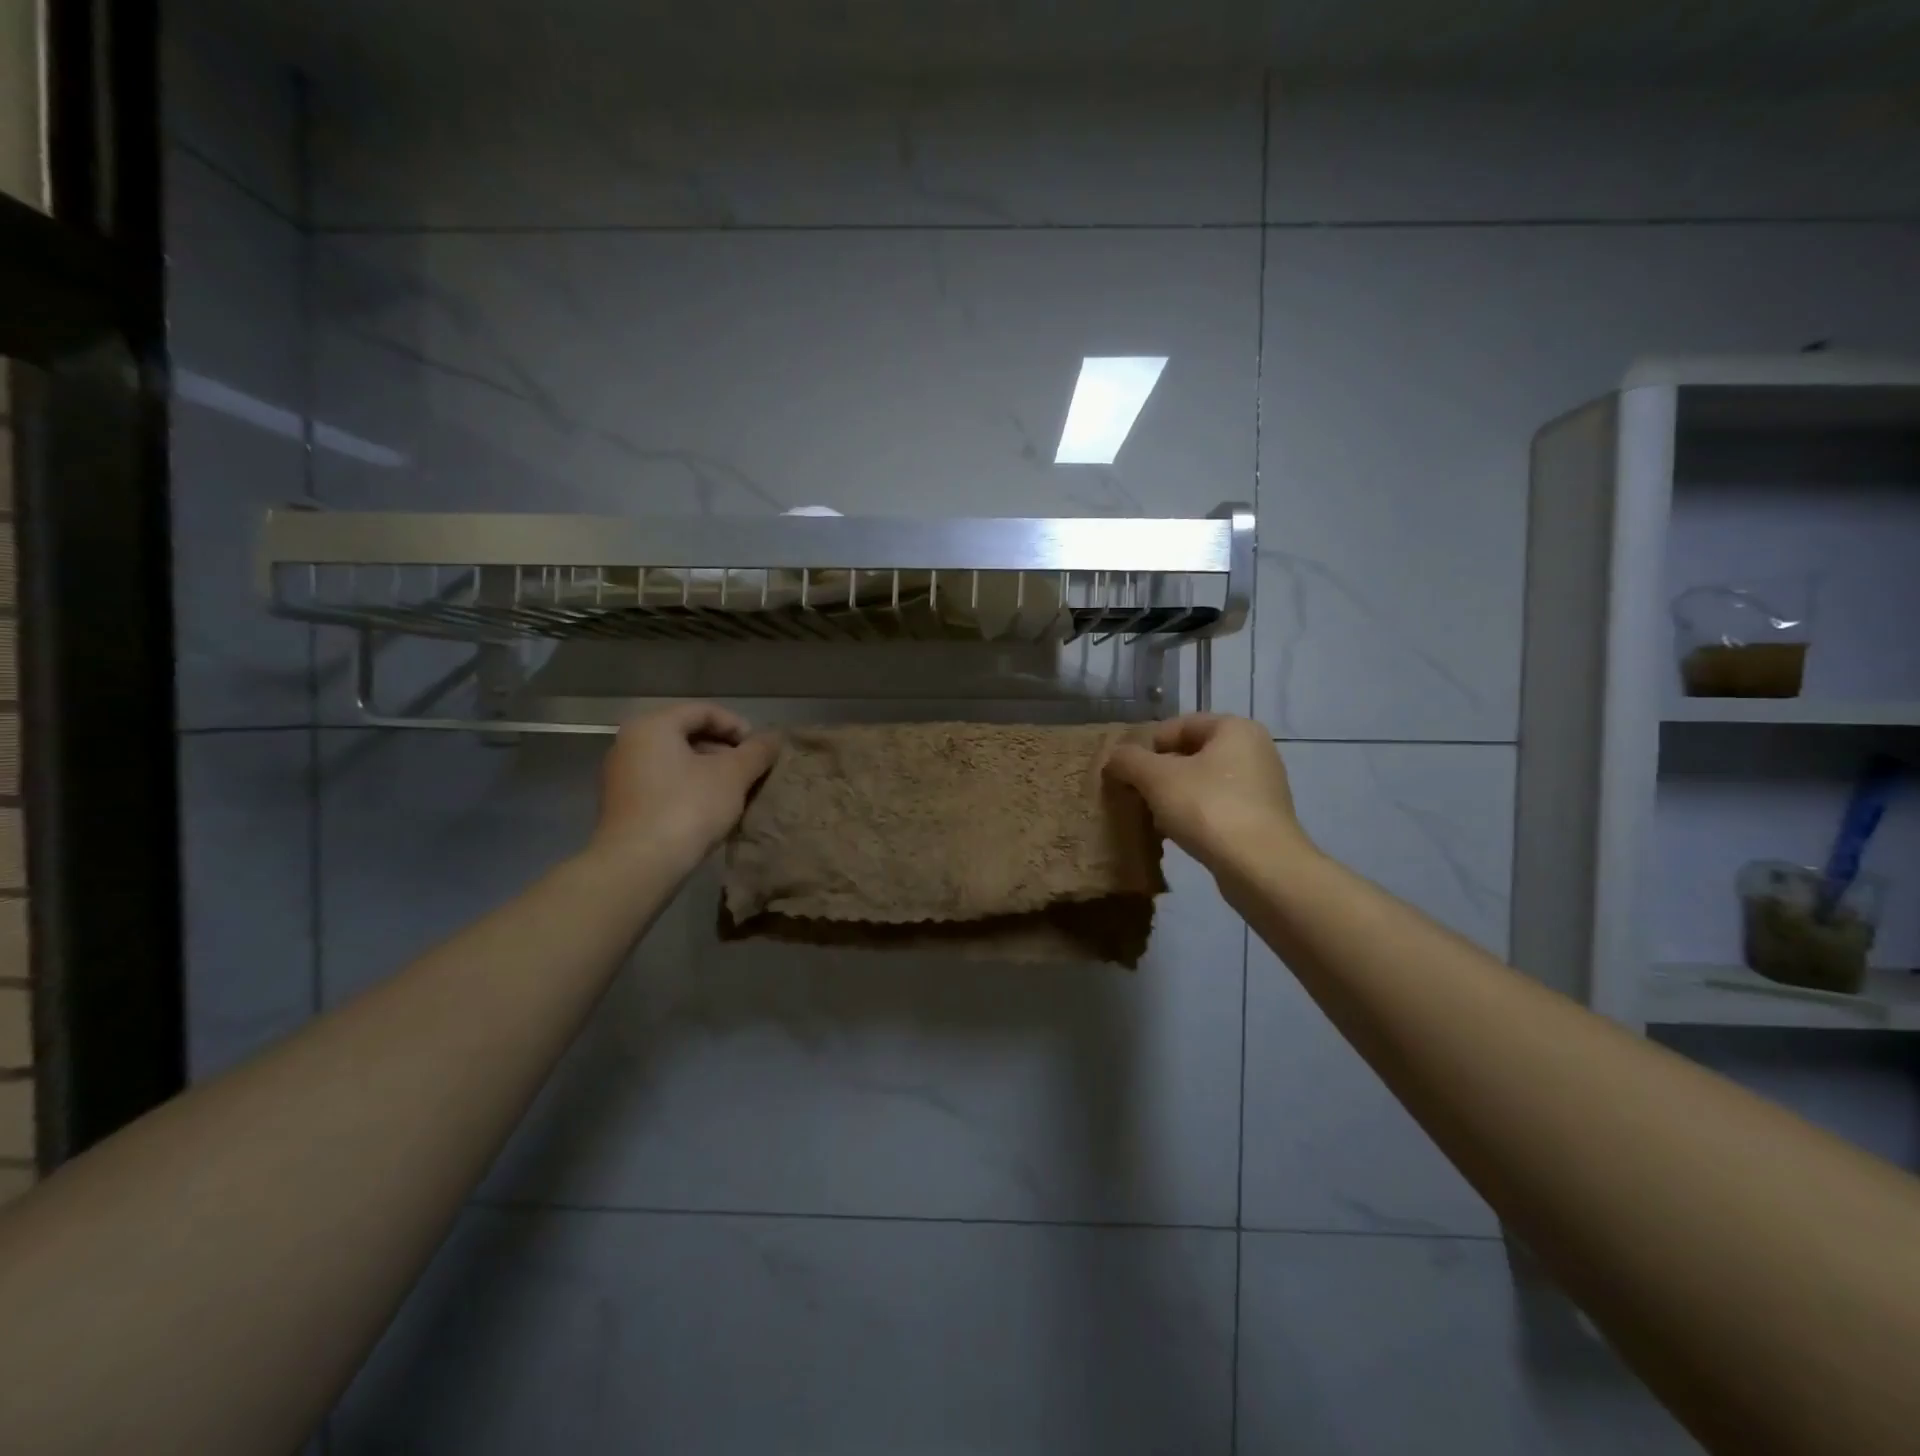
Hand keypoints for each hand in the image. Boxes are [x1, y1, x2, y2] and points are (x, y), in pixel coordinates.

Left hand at [591, 704, 779, 871]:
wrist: (638, 865)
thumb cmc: (687, 808)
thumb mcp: (733, 776)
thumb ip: (757, 751)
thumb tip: (775, 737)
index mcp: (653, 725)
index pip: (705, 711)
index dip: (739, 727)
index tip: (760, 751)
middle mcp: (630, 742)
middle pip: (689, 734)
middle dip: (725, 751)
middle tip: (751, 772)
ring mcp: (622, 774)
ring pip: (677, 761)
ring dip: (710, 772)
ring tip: (736, 793)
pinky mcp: (623, 804)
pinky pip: (664, 783)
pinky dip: (690, 788)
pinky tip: (711, 811)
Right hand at [1104, 714, 1310, 867]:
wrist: (1261, 868)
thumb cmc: (1208, 808)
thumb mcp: (1156, 778)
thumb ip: (1129, 761)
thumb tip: (1115, 759)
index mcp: (1234, 728)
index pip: (1178, 725)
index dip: (1147, 747)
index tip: (1128, 773)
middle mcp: (1254, 750)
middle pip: (1190, 755)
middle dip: (1159, 775)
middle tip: (1136, 796)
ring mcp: (1262, 786)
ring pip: (1202, 783)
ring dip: (1173, 798)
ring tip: (1153, 820)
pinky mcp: (1261, 819)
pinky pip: (1217, 808)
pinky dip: (1194, 817)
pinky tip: (1177, 836)